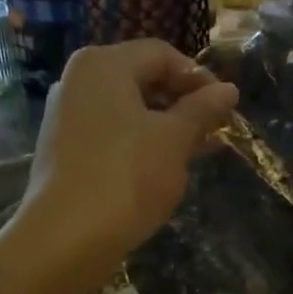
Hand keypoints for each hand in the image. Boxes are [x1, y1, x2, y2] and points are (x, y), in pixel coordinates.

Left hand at [12, 41, 238, 293]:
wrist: (66, 238)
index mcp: (103, 64)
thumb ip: (202, 110)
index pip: (162, 54)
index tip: (225, 108)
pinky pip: (111, 134)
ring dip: (165, 126)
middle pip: (142, 79)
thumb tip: (228, 89)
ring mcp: (66, 116)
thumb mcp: (174, 140)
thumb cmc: (126, 178)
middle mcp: (78, 81)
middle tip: (214, 132)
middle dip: (183, 103)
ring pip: (128, 110)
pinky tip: (161, 170)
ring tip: (196, 153)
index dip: (199, 78)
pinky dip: (140, 144)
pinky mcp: (64, 150)